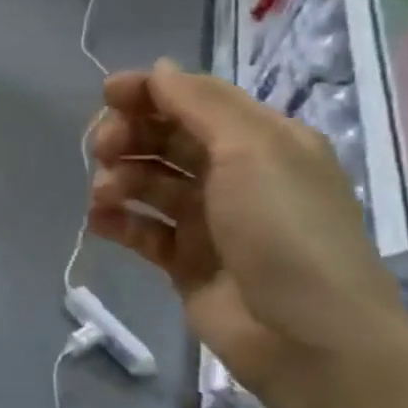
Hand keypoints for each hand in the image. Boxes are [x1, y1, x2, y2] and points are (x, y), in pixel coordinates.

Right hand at [88, 59, 407, 397]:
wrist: (306, 337)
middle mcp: (234, 175)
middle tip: (102, 149)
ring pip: (147, 182)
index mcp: (263, 142)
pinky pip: (140, 229)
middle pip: (165, 139)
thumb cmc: (285, 231)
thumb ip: (200, 105)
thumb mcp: (252, 151)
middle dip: (127, 136)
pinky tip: (101, 221)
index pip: (196, 100)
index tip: (107, 94)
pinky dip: (116, 220)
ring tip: (104, 196)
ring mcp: (207, 220)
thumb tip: (158, 69)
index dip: (150, 92)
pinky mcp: (183, 260)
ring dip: (118, 179)